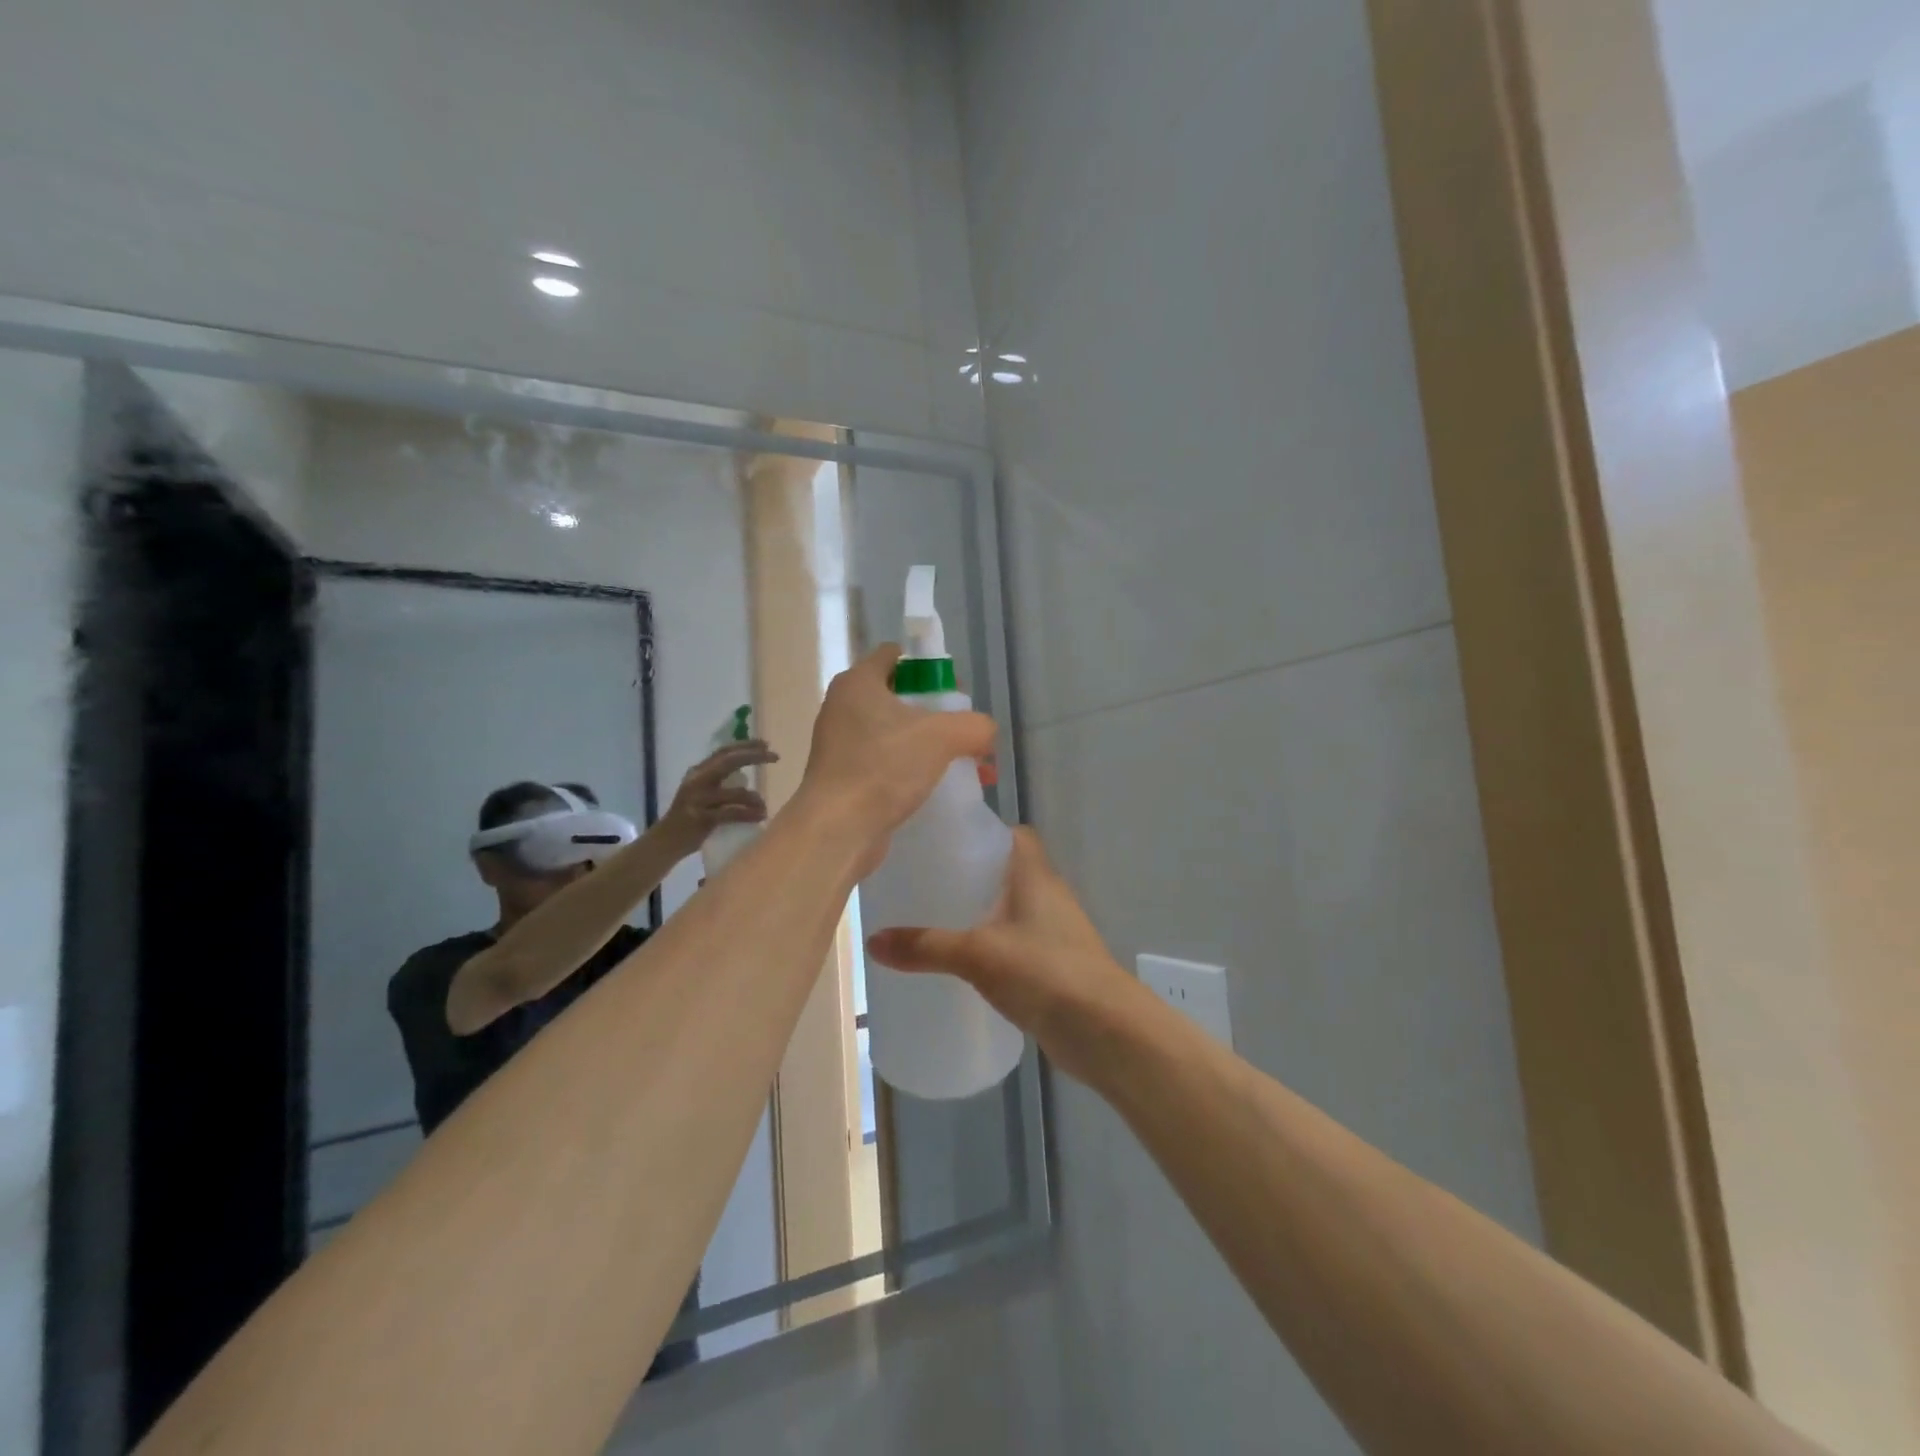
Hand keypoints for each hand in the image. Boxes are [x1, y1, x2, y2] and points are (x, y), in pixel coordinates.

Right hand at [657, 740, 776, 852]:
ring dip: (754, 798)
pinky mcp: (700, 819)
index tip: (766, 744)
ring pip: (734, 792)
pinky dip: (748, 814)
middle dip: (753, 757)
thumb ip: (720, 783)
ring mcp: (697, 799)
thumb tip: (749, 779)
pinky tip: (760, 817)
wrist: (665, 842)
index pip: (723, 752)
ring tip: (764, 806)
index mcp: (698, 772)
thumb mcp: (702, 794)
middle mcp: (696, 781)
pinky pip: (731, 813)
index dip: (745, 745)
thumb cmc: (690, 818)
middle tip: (774, 757)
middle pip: (728, 762)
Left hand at [795, 645, 996, 862]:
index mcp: (858, 683)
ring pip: (893, 733)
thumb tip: (985, 733)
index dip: (927, 666)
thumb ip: (974, 726)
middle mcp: (843, 707)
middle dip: (933, 711)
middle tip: (960, 730)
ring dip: (925, 745)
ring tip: (958, 764)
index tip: (952, 691)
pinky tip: (935, 788)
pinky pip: (884, 763)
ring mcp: (839, 744)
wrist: (838, 829)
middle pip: (897, 695)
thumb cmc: (884, 767)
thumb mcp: (942, 737)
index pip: (894, 655)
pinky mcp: (843, 777)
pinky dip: (909, 770)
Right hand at [865, 829, 1139, 1083]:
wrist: (1104, 1031)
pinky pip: (1018, 944)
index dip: (984, 832)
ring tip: (936, 920)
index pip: (1015, 834)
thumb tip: (872, 941)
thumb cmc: (1044, 971)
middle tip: (927, 882)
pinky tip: (965, 964)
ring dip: (983, 913)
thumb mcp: (976, 955)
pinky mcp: (1055, 966)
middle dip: (972, 875)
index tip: (945, 841)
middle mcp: (1049, 895)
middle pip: (1008, 872)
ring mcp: (1056, 932)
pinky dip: (994, 946)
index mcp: (1035, 874)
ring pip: (1012, 910)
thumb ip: (925, 946)